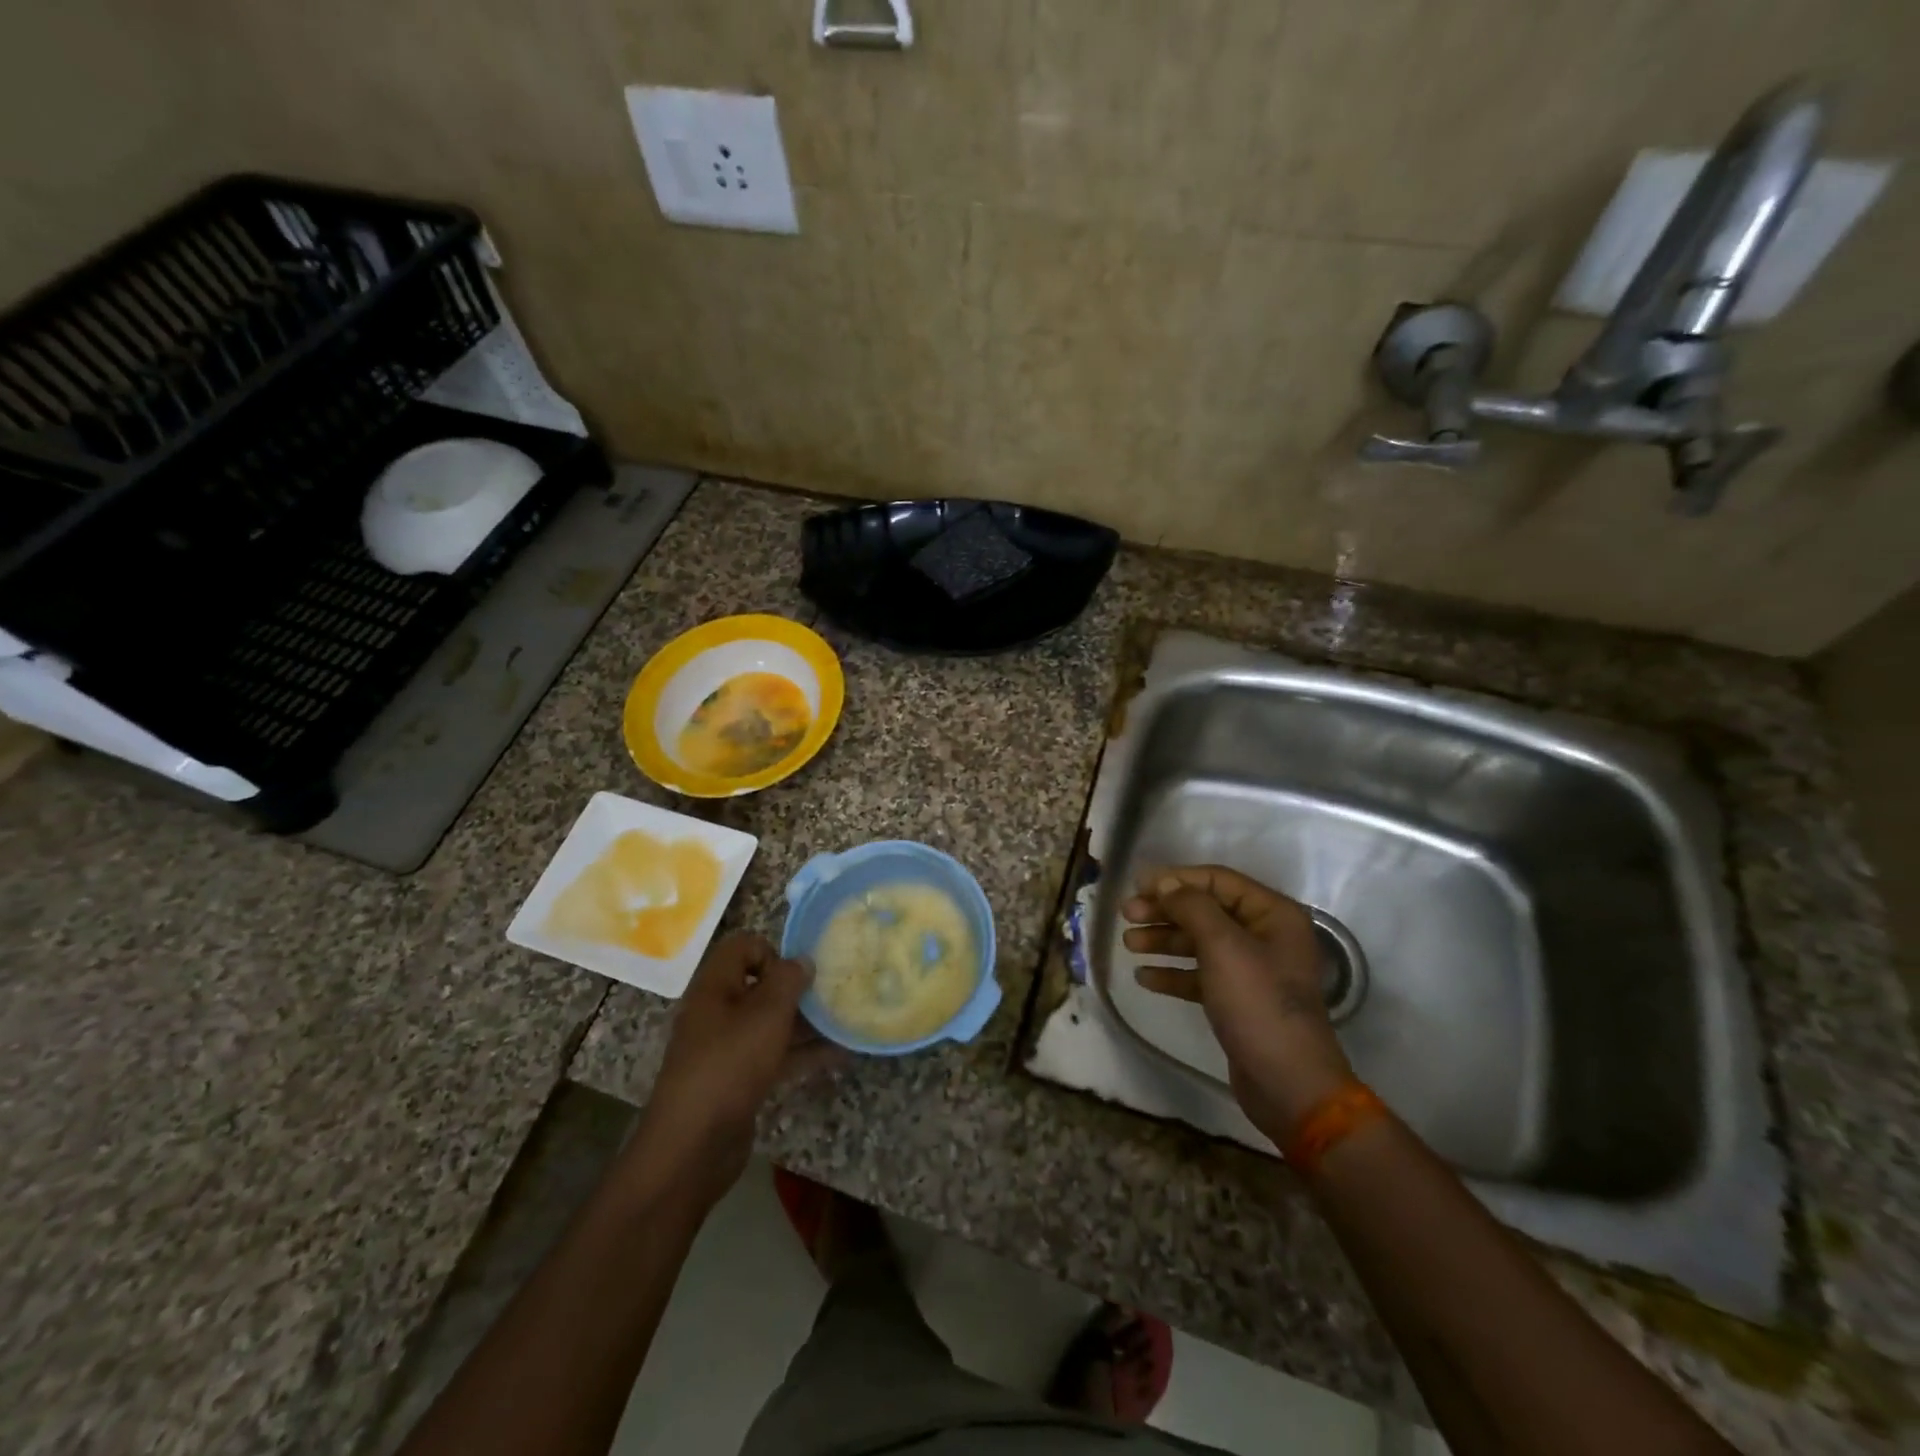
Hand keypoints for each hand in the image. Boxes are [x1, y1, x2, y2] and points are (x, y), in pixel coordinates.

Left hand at [632, 933, 839, 1205]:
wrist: (693, 1147)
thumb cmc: (729, 1065)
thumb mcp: (765, 1014)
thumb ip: (788, 981)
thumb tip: (803, 960)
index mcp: (715, 986)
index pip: (742, 947)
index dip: (772, 952)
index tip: (798, 975)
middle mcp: (718, 1011)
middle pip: (760, 985)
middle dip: (797, 988)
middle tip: (832, 994)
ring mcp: (727, 1048)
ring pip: (770, 1022)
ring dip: (805, 1022)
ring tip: (844, 1020)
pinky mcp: (739, 1080)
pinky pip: (774, 1054)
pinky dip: (803, 1053)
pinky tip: (839, 1055)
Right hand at [1123, 866, 1354, 1138]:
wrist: (1288, 1083)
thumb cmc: (1258, 1003)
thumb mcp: (1223, 946)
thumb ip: (1192, 907)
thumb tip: (1166, 883)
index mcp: (1273, 914)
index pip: (1218, 880)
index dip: (1176, 879)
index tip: (1137, 885)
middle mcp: (1265, 936)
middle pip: (1206, 910)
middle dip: (1165, 911)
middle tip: (1127, 915)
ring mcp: (1252, 970)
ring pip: (1199, 943)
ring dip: (1163, 940)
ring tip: (1129, 944)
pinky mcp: (1238, 1000)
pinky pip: (1201, 975)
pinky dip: (1173, 973)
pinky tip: (1144, 978)